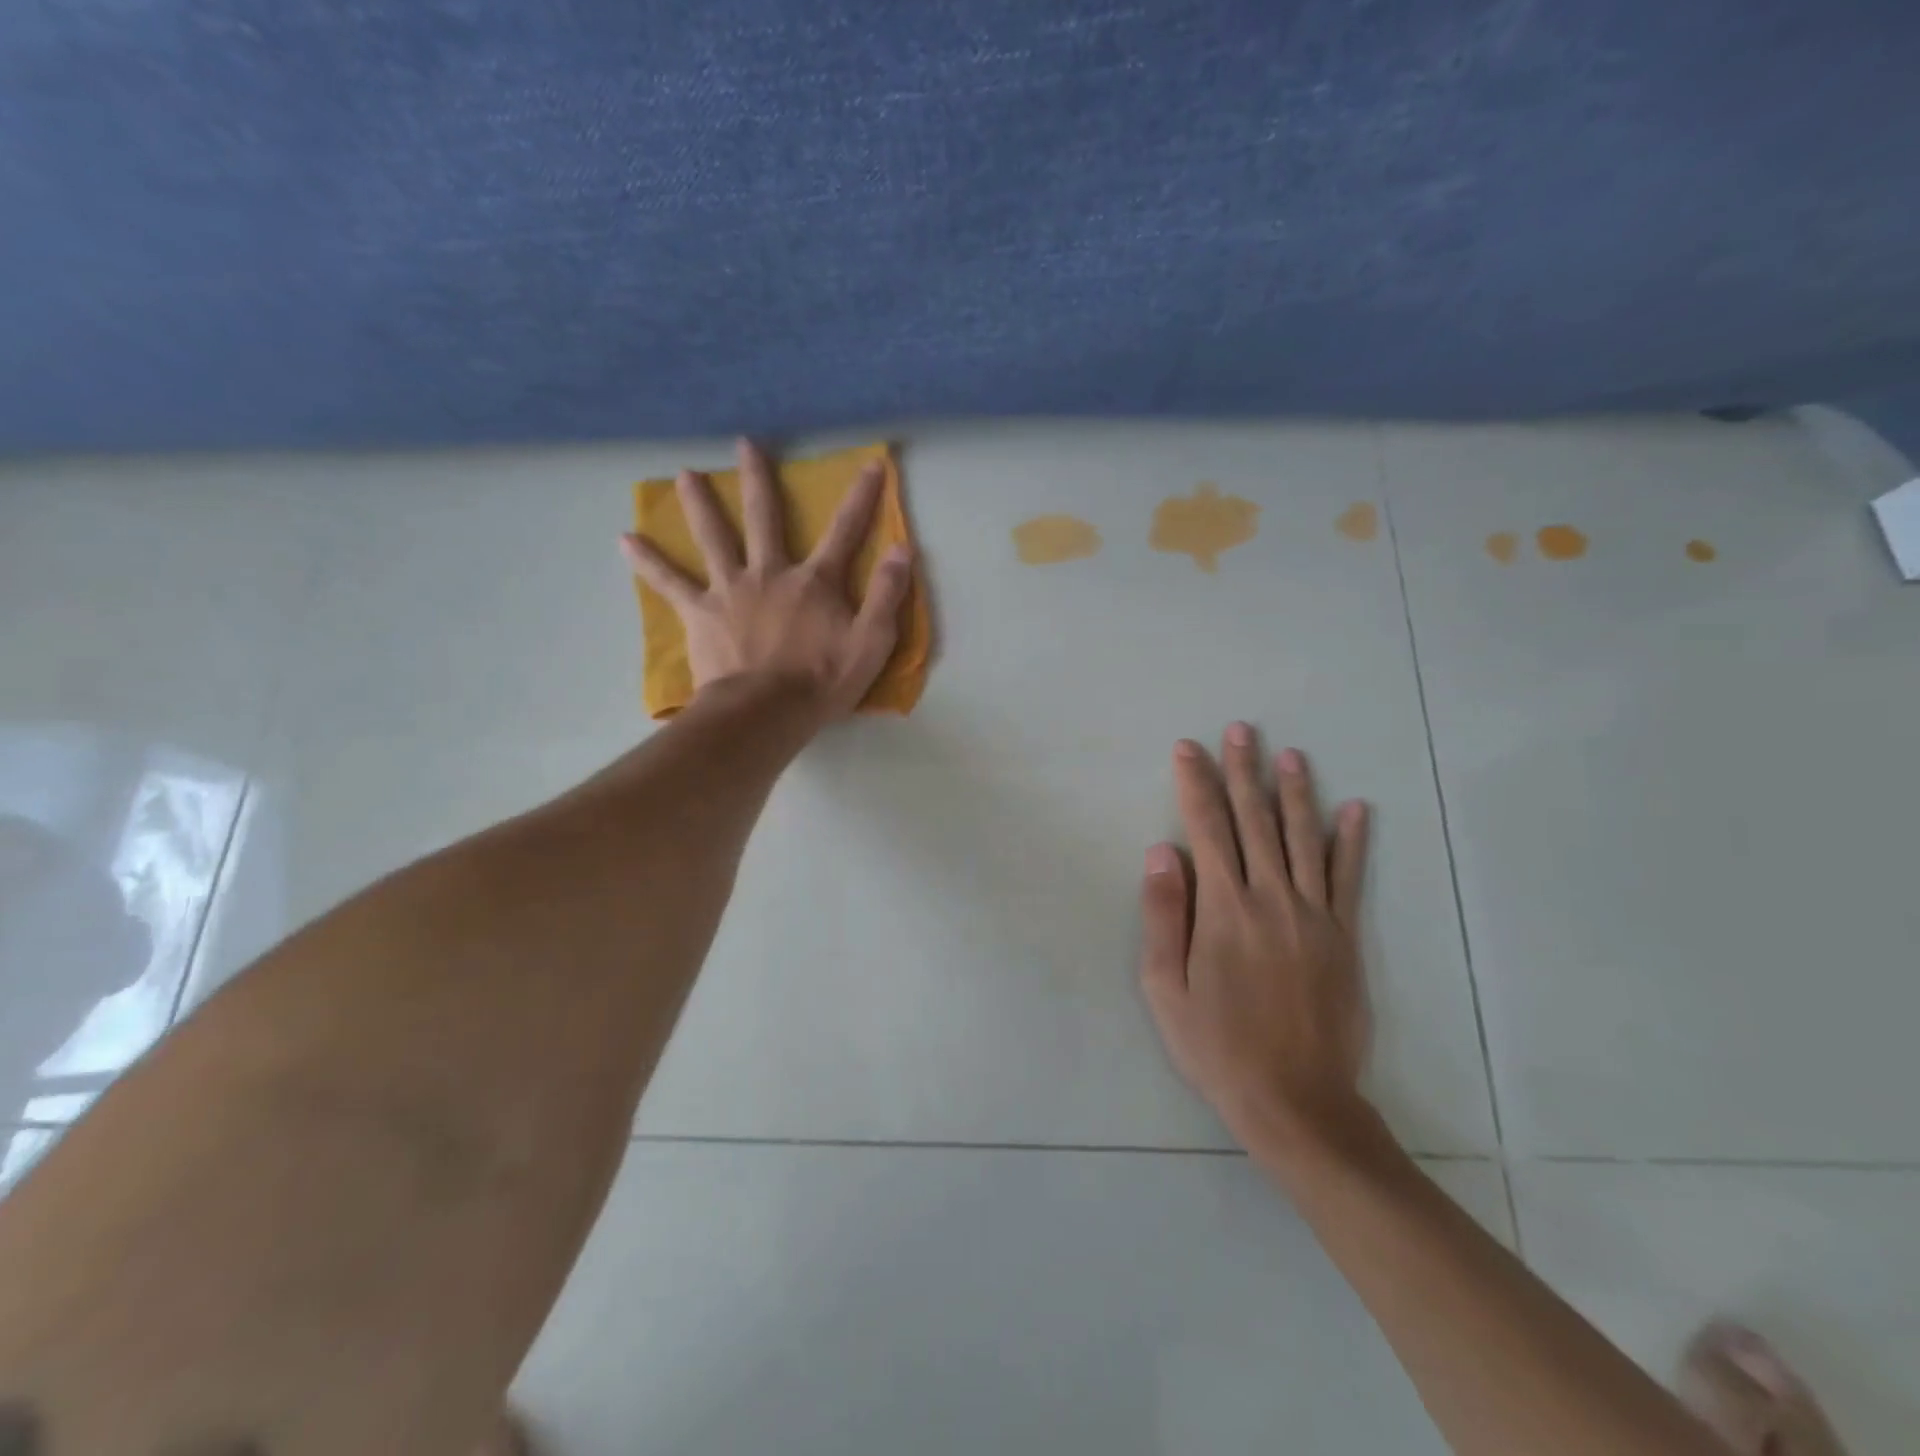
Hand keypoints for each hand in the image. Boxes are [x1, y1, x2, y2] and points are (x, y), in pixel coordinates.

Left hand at [621, 439, 912, 718]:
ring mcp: (730, 590)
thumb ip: (887, 595)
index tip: (871, 464)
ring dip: (699, 503)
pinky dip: (648, 562)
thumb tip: (902, 549)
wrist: (764, 713)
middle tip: (745, 444)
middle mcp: (770, 573)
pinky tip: (625, 540)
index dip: (862, 498)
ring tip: (684, 474)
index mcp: (814, 582)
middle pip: (764, 518)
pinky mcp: (700, 613)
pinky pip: (670, 583)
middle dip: (759, 479)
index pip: (845, 532)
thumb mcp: (871, 643)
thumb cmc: (821, 682)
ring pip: (712, 537)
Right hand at [1139, 725, 1373, 1154]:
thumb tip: (1162, 851)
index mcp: (1225, 909)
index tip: (1188, 748)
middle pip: (1255, 821)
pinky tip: (1356, 809)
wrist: (1296, 1101)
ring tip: (1290, 754)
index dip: (1195, 784)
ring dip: (1295, 792)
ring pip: (1303, 839)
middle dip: (1243, 772)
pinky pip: (1349, 879)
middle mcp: (1271, 899)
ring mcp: (1315, 916)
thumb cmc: (1217, 1046)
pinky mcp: (1345, 938)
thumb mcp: (1165, 988)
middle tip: (1241, 730)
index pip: (1207, 829)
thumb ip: (1164, 916)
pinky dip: (1352, 842)